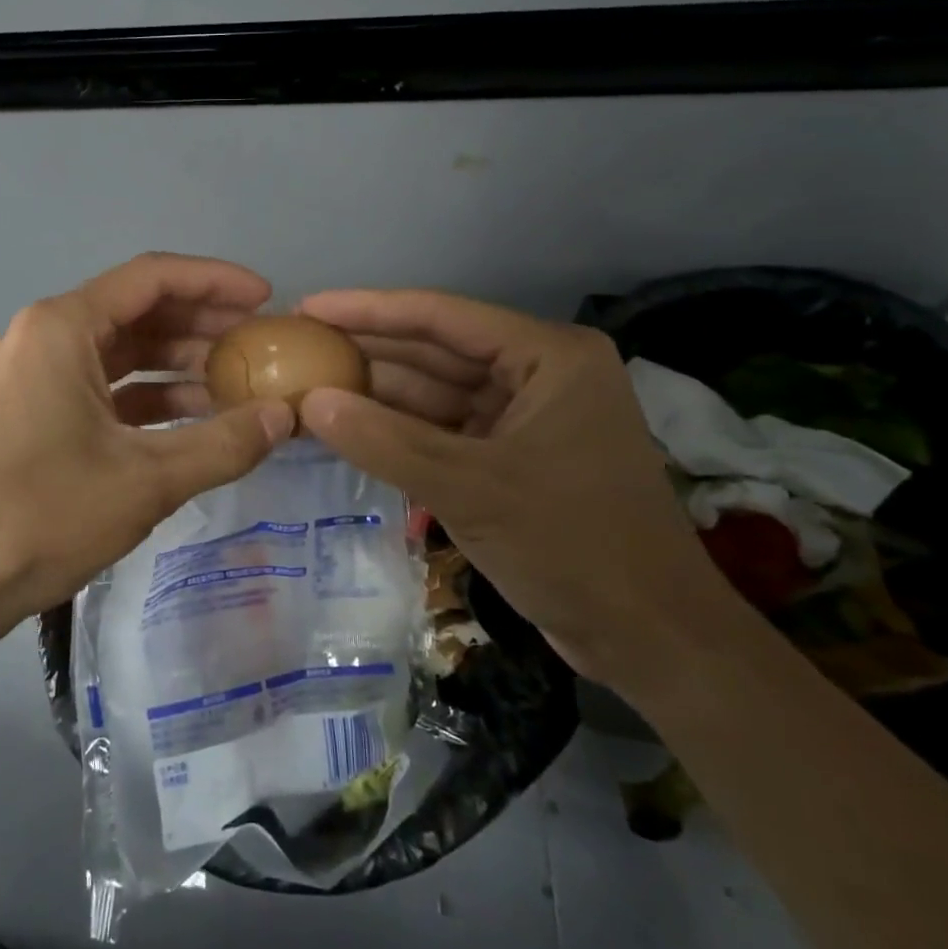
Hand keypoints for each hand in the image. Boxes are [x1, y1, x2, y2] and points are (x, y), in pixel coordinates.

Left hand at [0, 254, 295, 650]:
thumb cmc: (41, 515)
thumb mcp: (145, 481)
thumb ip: (223, 444)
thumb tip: (286, 417)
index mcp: (63, 327)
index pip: (153, 278)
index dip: (216, 281)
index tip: (265, 299)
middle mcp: (44, 335)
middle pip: (136, 310)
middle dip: (201, 323)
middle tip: (258, 343)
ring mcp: (32, 373)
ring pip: (118, 350)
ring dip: (175, 362)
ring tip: (235, 383)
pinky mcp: (28, 410)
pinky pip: (98, 385)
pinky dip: (144, 395)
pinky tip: (189, 418)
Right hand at [294, 289, 736, 693]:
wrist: (650, 640)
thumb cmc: (573, 547)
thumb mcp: (470, 489)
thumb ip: (384, 442)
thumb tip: (308, 402)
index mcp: (548, 356)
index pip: (442, 316)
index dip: (368, 309)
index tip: (307, 308)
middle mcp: (538, 373)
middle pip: (435, 350)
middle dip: (367, 351)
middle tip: (297, 347)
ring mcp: (524, 416)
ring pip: (435, 393)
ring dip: (376, 393)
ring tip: (306, 384)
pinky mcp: (511, 457)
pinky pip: (442, 430)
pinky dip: (397, 431)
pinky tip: (346, 426)